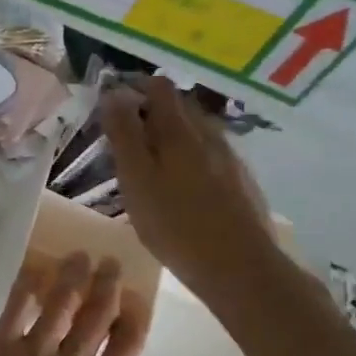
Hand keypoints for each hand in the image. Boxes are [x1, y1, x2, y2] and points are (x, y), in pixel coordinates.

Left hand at [0, 254, 147, 355]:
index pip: (125, 350)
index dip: (133, 321)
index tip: (137, 300)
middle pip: (96, 318)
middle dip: (107, 288)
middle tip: (112, 263)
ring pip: (60, 306)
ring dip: (72, 278)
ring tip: (79, 256)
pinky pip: (15, 309)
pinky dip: (25, 287)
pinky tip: (32, 269)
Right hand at [100, 78, 279, 292]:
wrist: (240, 269)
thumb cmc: (175, 223)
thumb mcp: (136, 178)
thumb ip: (124, 134)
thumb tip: (113, 93)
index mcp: (180, 129)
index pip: (158, 86)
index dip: (134, 88)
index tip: (113, 107)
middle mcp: (209, 134)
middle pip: (179, 106)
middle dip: (151, 114)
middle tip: (126, 143)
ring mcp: (231, 158)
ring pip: (196, 132)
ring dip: (171, 138)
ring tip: (151, 168)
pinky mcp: (242, 182)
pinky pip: (210, 156)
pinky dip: (190, 159)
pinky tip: (182, 189)